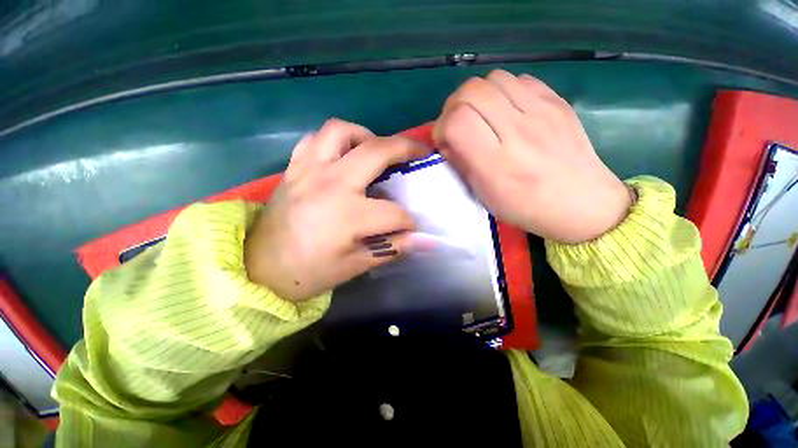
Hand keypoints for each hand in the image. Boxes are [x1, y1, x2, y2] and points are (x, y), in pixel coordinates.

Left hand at [244, 119, 430, 301]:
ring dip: (366, 135)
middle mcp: (331, 183)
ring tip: (376, 150)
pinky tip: (343, 156)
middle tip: (419, 152)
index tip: (411, 228)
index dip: (409, 222)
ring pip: (342, 131)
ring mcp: (309, 170)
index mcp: (348, 215)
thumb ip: (393, 248)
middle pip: (377, 152)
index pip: (394, 213)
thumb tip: (426, 242)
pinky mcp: (294, 168)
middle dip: (406, 149)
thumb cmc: (309, 272)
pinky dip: (334, 141)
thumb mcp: (356, 265)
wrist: (260, 269)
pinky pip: (315, 139)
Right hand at [433, 70, 632, 243]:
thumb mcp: (484, 195)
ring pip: (493, 78)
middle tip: (457, 124)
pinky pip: (519, 79)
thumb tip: (448, 142)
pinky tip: (506, 110)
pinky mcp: (557, 101)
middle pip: (471, 91)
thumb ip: (462, 164)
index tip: (444, 140)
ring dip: (477, 95)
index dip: (441, 127)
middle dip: (453, 106)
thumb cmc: (525, 206)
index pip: (457, 121)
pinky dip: (502, 91)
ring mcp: (542, 111)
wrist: (581, 202)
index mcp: (496, 163)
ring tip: (480, 115)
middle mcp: (518, 131)